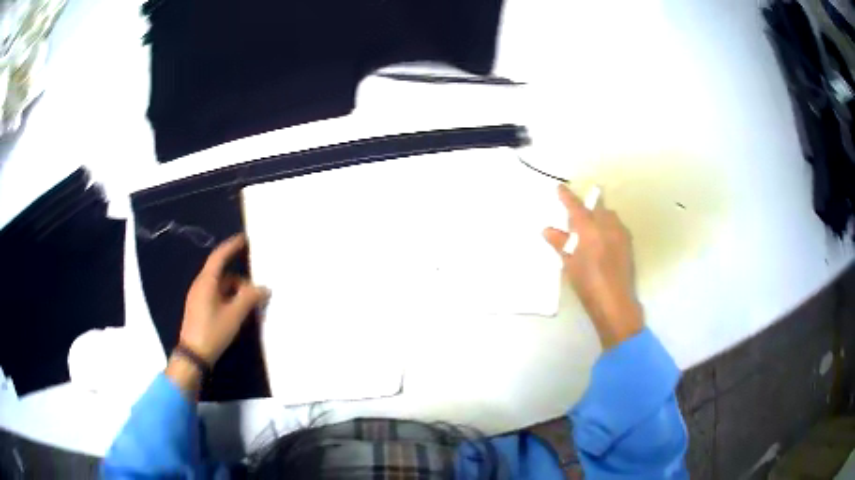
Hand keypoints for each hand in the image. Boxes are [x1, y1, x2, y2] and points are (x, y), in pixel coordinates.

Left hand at [177, 234, 269, 366]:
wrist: (194, 355)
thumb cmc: (213, 331)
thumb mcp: (235, 315)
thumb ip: (250, 298)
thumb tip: (264, 288)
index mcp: (206, 281)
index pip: (219, 256)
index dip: (232, 246)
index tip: (244, 239)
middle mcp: (200, 285)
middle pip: (221, 273)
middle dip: (239, 277)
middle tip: (255, 284)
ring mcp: (198, 298)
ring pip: (219, 286)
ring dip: (235, 290)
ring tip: (250, 302)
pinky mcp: (199, 309)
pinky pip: (216, 296)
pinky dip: (228, 298)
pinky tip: (238, 310)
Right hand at [543, 184, 643, 348]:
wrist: (614, 302)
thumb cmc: (587, 283)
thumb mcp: (569, 263)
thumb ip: (560, 243)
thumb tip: (548, 230)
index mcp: (589, 227)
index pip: (575, 206)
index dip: (566, 196)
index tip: (560, 187)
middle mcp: (607, 225)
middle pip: (597, 207)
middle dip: (588, 207)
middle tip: (577, 217)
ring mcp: (620, 234)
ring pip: (609, 216)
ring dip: (600, 217)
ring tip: (591, 230)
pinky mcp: (628, 244)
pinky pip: (617, 228)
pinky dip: (608, 229)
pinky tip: (603, 242)